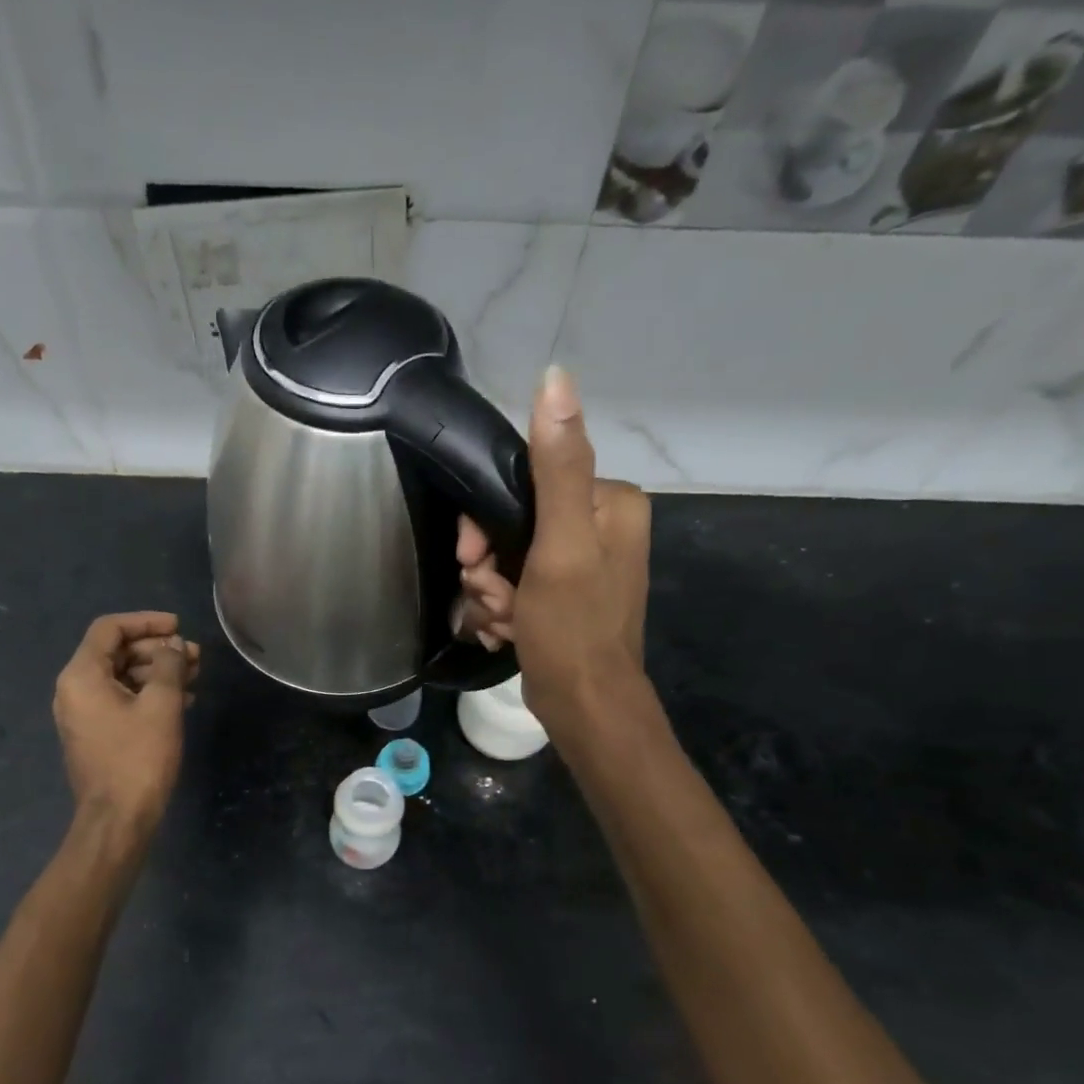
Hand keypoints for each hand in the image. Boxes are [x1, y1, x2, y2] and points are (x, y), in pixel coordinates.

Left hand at [53, 612, 199, 829]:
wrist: (118, 819)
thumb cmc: (139, 757)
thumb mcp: (161, 704)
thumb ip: (168, 665)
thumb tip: (174, 645)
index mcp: (82, 675)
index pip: (110, 629)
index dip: (146, 621)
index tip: (179, 627)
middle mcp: (75, 689)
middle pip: (116, 651)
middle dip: (158, 650)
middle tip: (195, 656)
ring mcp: (83, 713)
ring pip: (122, 676)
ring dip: (158, 672)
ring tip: (195, 677)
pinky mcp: (96, 733)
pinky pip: (121, 699)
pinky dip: (149, 694)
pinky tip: (182, 700)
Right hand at [456, 367, 649, 732]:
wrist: (584, 706)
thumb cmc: (572, 627)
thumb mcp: (560, 544)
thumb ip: (556, 466)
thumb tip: (556, 377)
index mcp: (608, 501)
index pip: (524, 483)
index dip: (486, 522)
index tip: (475, 559)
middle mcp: (599, 525)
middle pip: (512, 523)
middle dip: (490, 566)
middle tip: (491, 596)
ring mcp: (581, 562)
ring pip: (507, 558)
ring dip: (491, 592)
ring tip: (502, 621)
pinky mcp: (563, 594)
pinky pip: (515, 584)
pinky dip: (502, 608)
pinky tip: (506, 631)